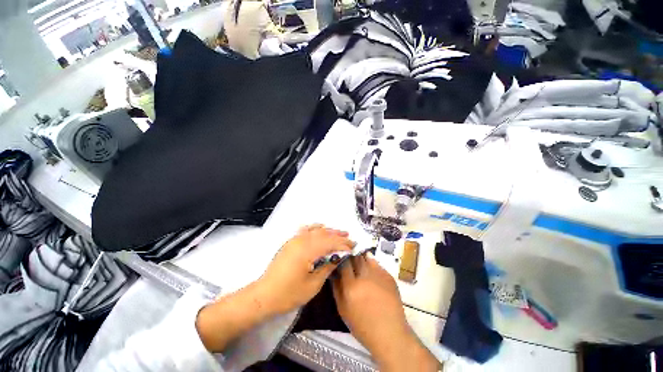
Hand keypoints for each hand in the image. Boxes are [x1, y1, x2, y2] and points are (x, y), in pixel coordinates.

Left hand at [258, 224, 354, 314]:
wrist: (264, 295)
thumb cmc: (289, 293)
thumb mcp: (313, 284)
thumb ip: (327, 267)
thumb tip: (338, 257)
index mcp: (307, 251)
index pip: (330, 243)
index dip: (343, 244)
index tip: (354, 246)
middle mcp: (302, 241)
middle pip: (324, 235)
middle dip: (338, 236)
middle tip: (350, 238)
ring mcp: (295, 240)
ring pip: (316, 231)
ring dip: (329, 231)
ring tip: (340, 232)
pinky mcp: (290, 242)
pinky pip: (305, 230)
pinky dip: (315, 227)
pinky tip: (321, 227)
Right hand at [332, 253, 439, 370]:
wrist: (389, 333)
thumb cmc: (362, 326)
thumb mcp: (342, 309)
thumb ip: (336, 288)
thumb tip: (334, 271)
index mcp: (351, 286)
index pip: (344, 263)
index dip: (342, 259)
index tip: (340, 259)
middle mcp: (364, 277)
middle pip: (356, 257)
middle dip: (351, 257)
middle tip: (350, 261)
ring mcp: (378, 275)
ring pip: (367, 258)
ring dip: (362, 259)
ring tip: (360, 265)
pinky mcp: (389, 276)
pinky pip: (377, 264)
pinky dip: (372, 265)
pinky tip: (371, 274)